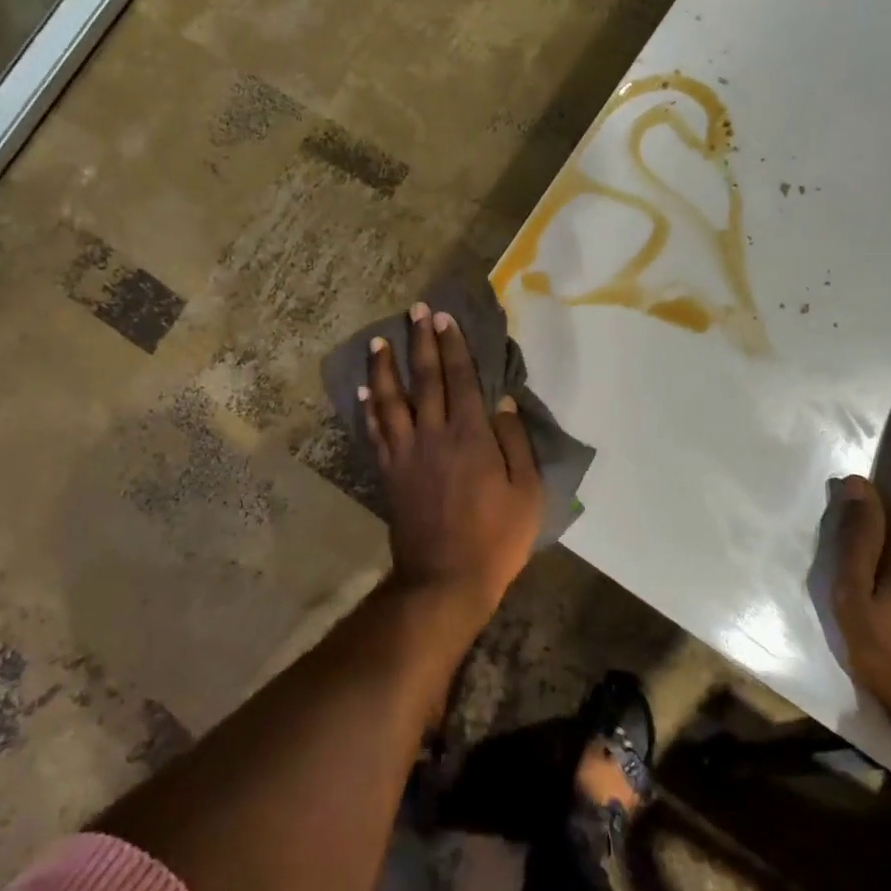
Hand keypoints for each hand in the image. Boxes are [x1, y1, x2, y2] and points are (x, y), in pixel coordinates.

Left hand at [362, 302, 542, 611]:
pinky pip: (375, 433)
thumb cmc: (496, 538)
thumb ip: (515, 443)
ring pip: (390, 400)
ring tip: (379, 341)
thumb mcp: (526, 493)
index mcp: (470, 437)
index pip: (460, 380)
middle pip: (424, 380)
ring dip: (384, 368)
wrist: (445, 578)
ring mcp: (405, 454)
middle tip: (414, 312)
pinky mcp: (389, 473)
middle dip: (420, 343)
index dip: (453, 347)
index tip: (444, 319)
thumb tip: (503, 402)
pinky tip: (363, 392)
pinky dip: (368, 409)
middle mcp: (433, 435)